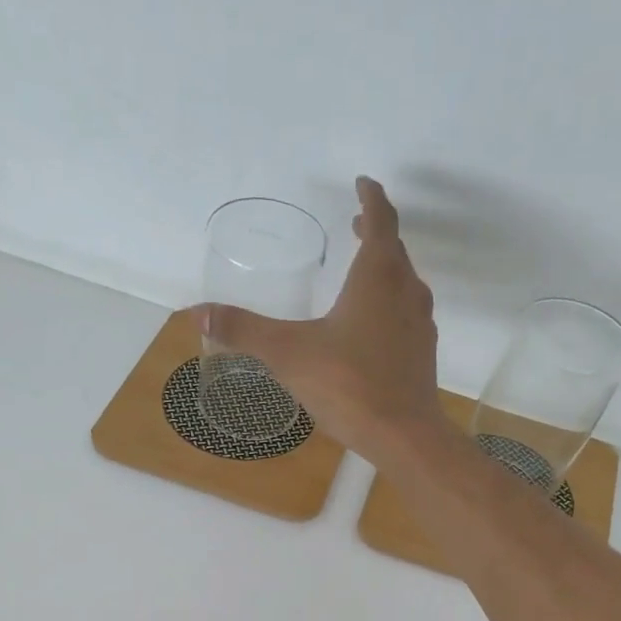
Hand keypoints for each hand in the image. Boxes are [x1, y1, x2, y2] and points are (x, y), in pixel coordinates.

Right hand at [194, 176, 444, 464]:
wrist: (404, 436)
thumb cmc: (349, 386)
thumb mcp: (288, 354)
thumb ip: (244, 331)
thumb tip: (197, 314)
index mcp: (378, 276)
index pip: (380, 219)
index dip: (370, 197)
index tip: (362, 184)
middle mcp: (406, 291)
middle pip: (394, 249)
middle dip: (375, 232)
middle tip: (358, 224)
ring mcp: (420, 324)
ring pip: (404, 283)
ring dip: (385, 270)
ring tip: (363, 273)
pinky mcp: (423, 354)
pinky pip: (406, 315)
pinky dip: (390, 305)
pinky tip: (372, 328)